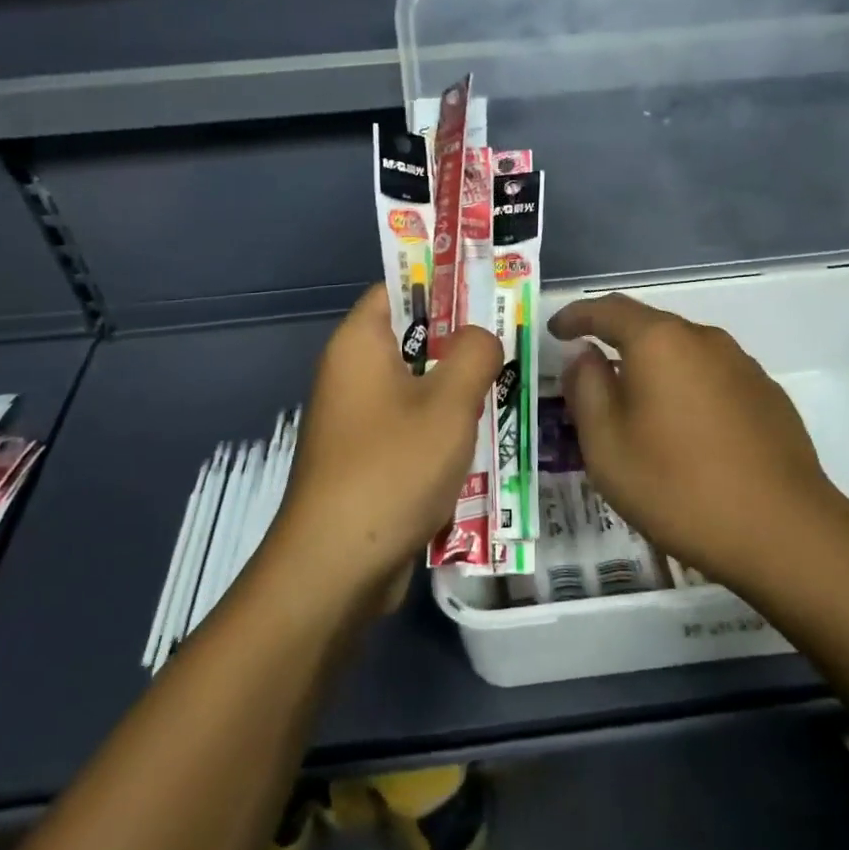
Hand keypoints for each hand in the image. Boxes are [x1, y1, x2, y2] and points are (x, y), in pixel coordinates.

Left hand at [272, 286, 501, 601]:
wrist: (337, 567)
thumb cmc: (392, 467)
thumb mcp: (449, 402)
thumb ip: (475, 353)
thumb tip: (482, 337)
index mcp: (359, 344)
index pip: (399, 288)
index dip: (443, 282)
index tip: (489, 289)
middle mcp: (351, 373)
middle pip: (412, 337)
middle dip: (461, 340)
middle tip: (511, 340)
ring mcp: (358, 419)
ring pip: (417, 385)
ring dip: (457, 388)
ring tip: (507, 386)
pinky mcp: (367, 458)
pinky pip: (411, 425)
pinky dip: (443, 427)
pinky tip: (482, 438)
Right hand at [550, 294, 848, 588]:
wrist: (783, 531)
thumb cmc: (678, 486)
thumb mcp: (607, 445)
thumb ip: (587, 389)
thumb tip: (585, 354)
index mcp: (660, 342)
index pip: (608, 310)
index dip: (577, 316)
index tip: (556, 331)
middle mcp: (704, 339)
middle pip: (650, 328)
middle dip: (616, 345)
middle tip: (592, 378)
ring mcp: (742, 365)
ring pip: (684, 354)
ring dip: (655, 371)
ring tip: (639, 410)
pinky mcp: (768, 395)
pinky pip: (713, 378)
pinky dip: (688, 391)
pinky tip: (688, 432)